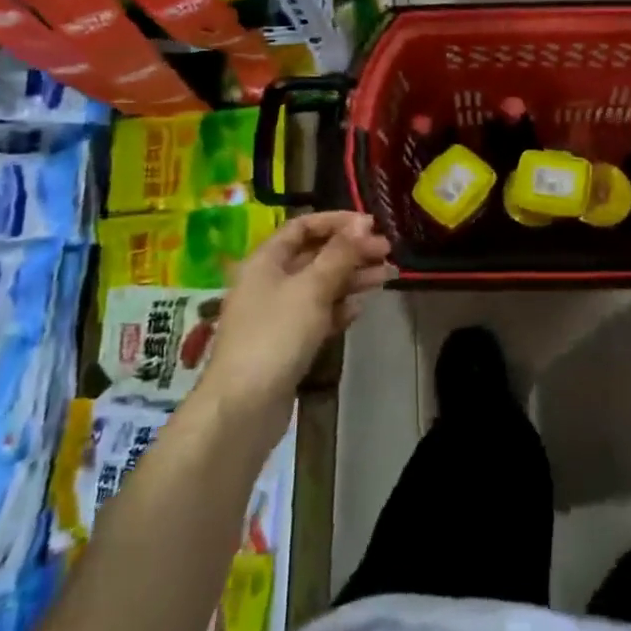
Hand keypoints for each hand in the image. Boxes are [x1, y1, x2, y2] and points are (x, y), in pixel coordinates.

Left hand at [199, 211, 391, 427]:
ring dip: (352, 278)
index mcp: (266, 260)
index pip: (303, 227)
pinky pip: (317, 315)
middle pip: (315, 256)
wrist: (243, 408)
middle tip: (387, 252)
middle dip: (351, 251)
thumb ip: (340, 254)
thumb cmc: (276, 335)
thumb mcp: (312, 287)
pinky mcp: (286, 343)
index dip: (337, 222)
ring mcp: (276, 315)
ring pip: (319, 286)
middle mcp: (269, 282)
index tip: (371, 225)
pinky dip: (338, 309)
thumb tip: (362, 223)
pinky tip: (359, 310)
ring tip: (387, 277)